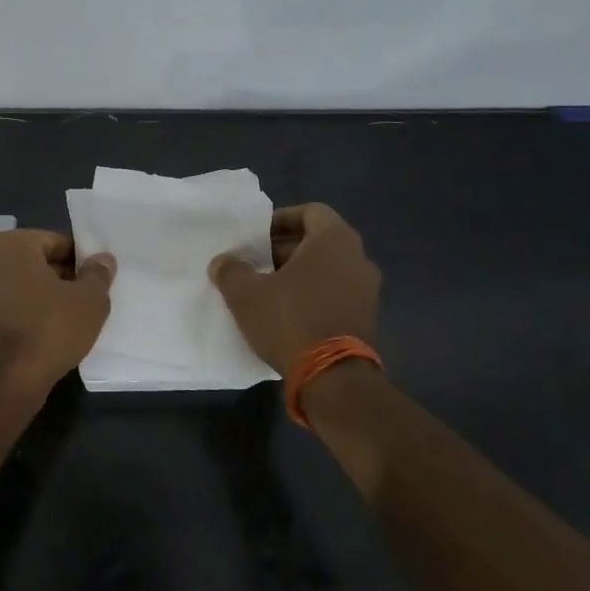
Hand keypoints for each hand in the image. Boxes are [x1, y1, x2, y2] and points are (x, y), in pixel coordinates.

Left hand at [0, 230, 115, 393]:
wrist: (5, 383)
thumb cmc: (49, 330)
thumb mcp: (89, 300)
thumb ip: (97, 274)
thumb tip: (101, 259)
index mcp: (11, 244)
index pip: (57, 242)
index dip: (82, 261)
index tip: (97, 283)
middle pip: (38, 262)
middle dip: (63, 278)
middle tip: (88, 301)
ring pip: (24, 286)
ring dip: (47, 297)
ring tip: (72, 320)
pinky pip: (11, 306)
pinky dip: (29, 314)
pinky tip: (49, 334)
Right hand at [209, 203, 380, 373]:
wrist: (333, 378)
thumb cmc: (290, 320)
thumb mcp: (246, 294)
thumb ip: (231, 271)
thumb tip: (222, 262)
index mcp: (335, 240)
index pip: (310, 212)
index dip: (280, 220)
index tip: (255, 236)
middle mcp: (358, 258)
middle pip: (318, 241)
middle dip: (283, 249)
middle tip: (253, 262)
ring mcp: (367, 290)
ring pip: (326, 269)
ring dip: (297, 274)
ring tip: (265, 289)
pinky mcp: (366, 318)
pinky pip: (335, 293)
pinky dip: (311, 295)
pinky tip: (284, 312)